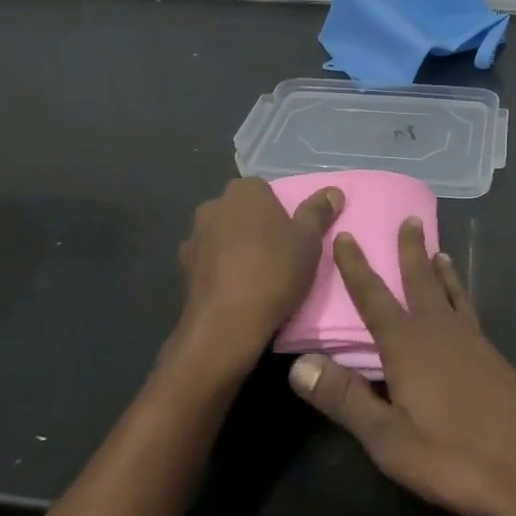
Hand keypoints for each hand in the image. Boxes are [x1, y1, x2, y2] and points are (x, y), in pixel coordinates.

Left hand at [177, 178, 343, 374]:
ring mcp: (193, 237)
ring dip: (234, 248)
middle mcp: (213, 206)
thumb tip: (333, 191)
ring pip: (221, 236)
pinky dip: (219, 271)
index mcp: (244, 191)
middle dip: (254, 227)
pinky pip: (208, 262)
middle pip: (240, 211)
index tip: (290, 236)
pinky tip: (234, 292)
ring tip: (255, 277)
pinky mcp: (182, 268)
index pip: (264, 191)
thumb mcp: (309, 241)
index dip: (278, 212)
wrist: (226, 324)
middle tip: (276, 255)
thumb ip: (319, 212)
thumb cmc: (274, 271)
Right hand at [286, 220, 515, 515]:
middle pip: (420, 281)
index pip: (374, 298)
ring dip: (440, 270)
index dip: (356, 267)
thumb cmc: (457, 454)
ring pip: (450, 293)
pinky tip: (464, 310)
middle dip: (410, 251)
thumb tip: (298, 364)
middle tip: (410, 219)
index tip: (346, 235)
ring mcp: (472, 341)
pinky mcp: (494, 357)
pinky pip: (469, 310)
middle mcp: (439, 330)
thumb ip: (345, 400)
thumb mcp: (390, 439)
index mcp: (408, 345)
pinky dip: (461, 295)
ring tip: (439, 251)